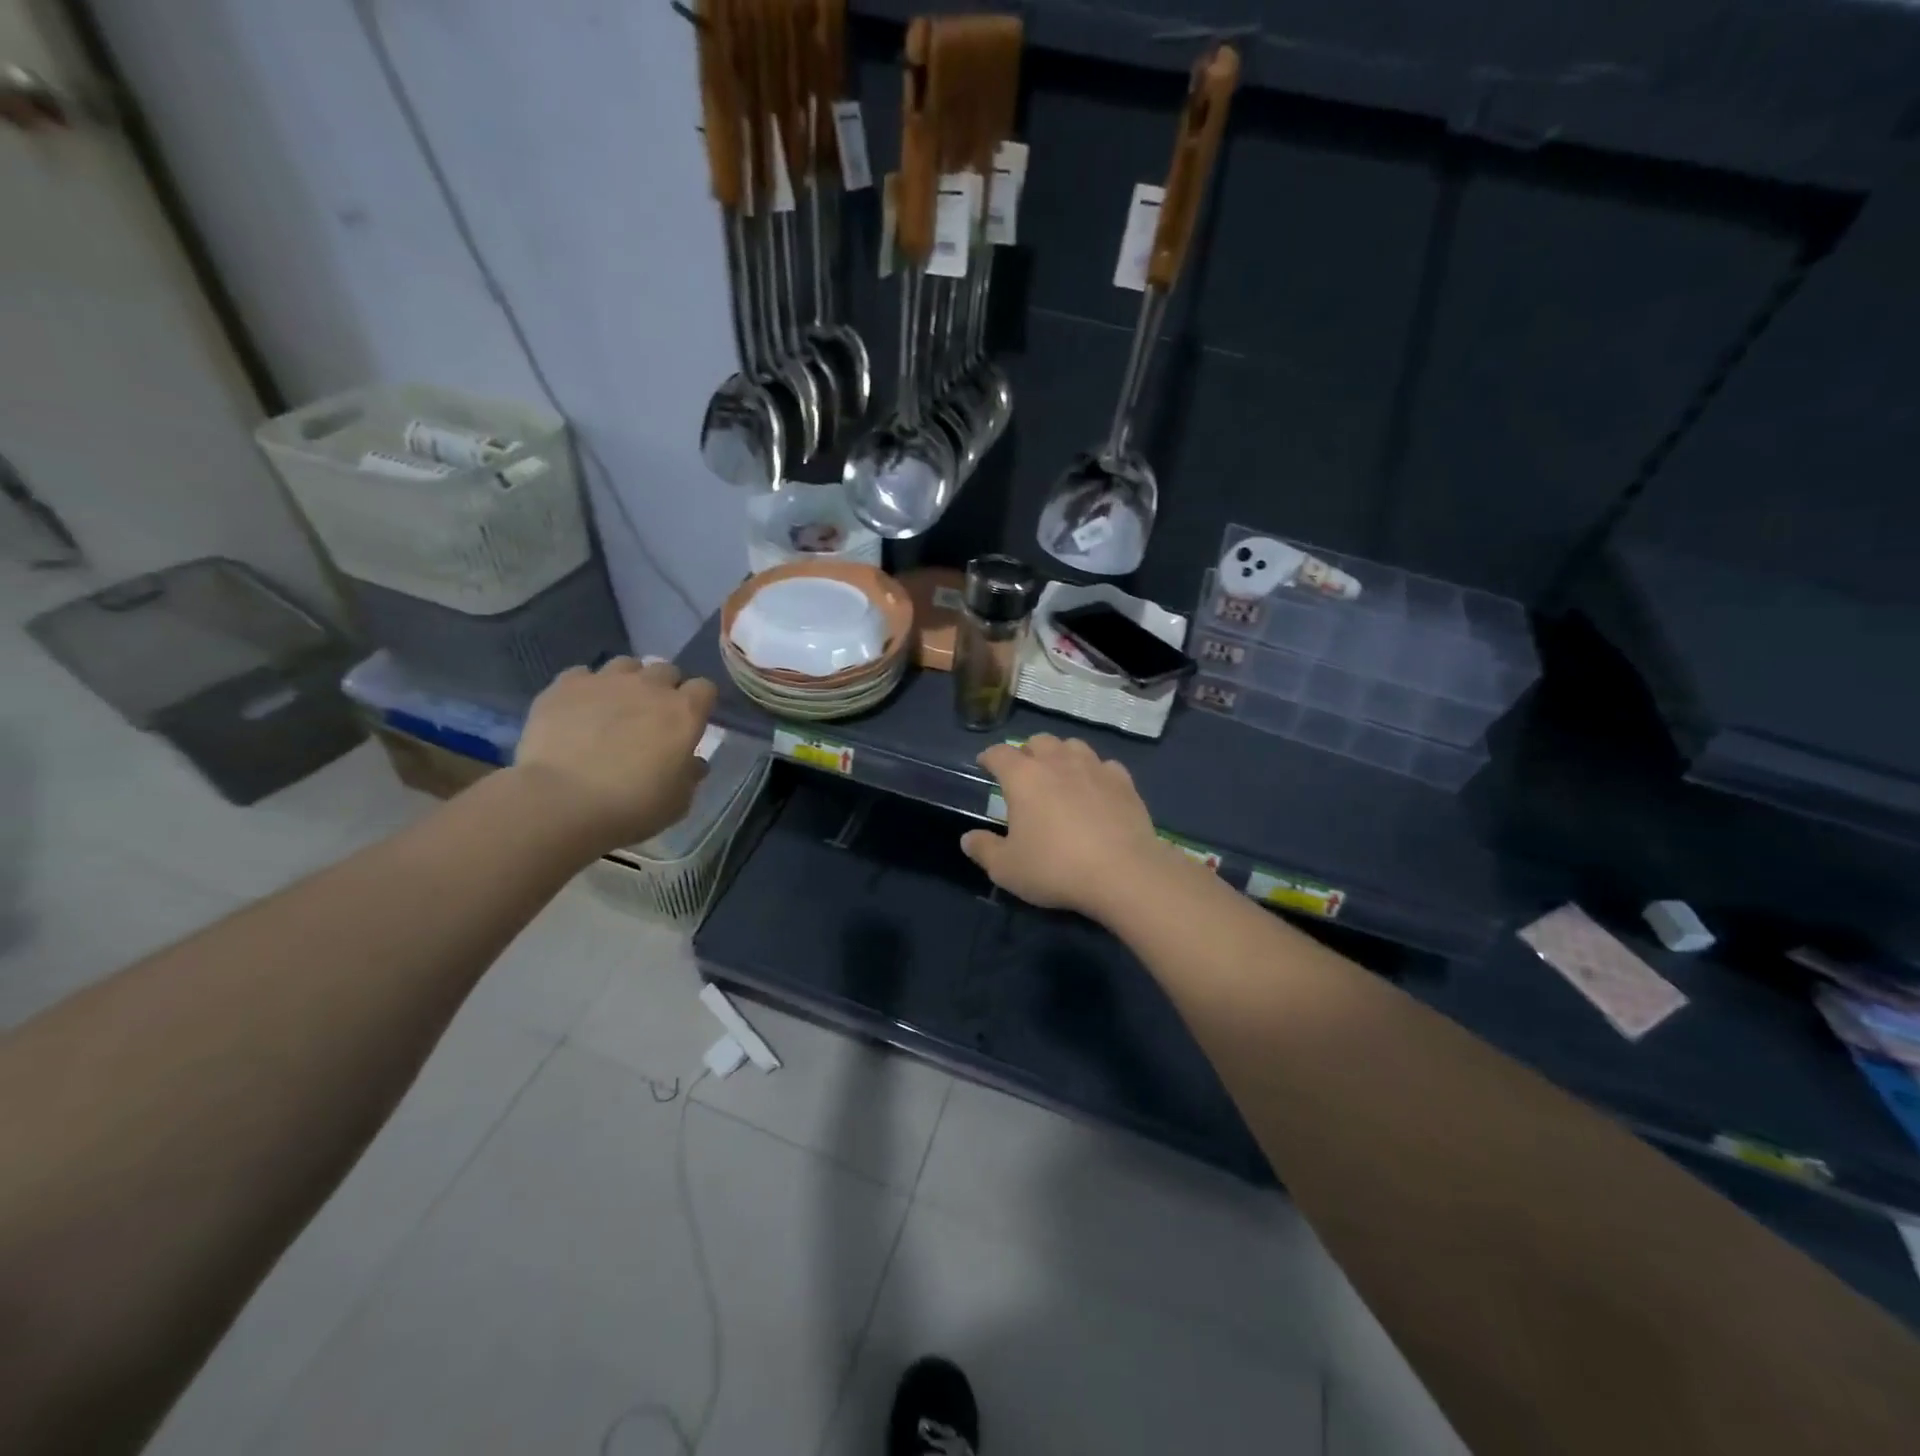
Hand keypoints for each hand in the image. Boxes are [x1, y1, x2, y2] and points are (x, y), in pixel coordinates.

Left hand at [511, 658, 717, 851]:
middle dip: (665, 688)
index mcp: (685, 712)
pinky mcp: (564, 686)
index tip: (692, 722)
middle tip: (653, 715)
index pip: (705, 688)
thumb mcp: (677, 802)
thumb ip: (689, 775)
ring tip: (616, 706)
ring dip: (627, 681)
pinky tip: (579, 710)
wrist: (561, 802)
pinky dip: (585, 688)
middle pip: (666, 670)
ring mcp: (605, 681)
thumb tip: (693, 762)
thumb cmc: (632, 806)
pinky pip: (582, 675)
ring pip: (625, 664)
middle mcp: (649, 686)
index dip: (700, 703)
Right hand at [960, 734, 1175, 919]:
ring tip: (1060, 775)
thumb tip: (967, 838)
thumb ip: (984, 850)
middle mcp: (1057, 762)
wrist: (1123, 873)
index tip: (984, 765)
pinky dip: (1095, 773)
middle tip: (1024, 773)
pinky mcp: (1123, 781)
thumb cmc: (1055, 868)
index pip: (999, 753)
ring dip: (1062, 755)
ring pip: (1073, 746)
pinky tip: (1096, 789)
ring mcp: (1094, 767)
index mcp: (1023, 776)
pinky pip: (1105, 766)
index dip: (989, 757)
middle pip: (1038, 741)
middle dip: (1027, 752)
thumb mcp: (1007, 868)